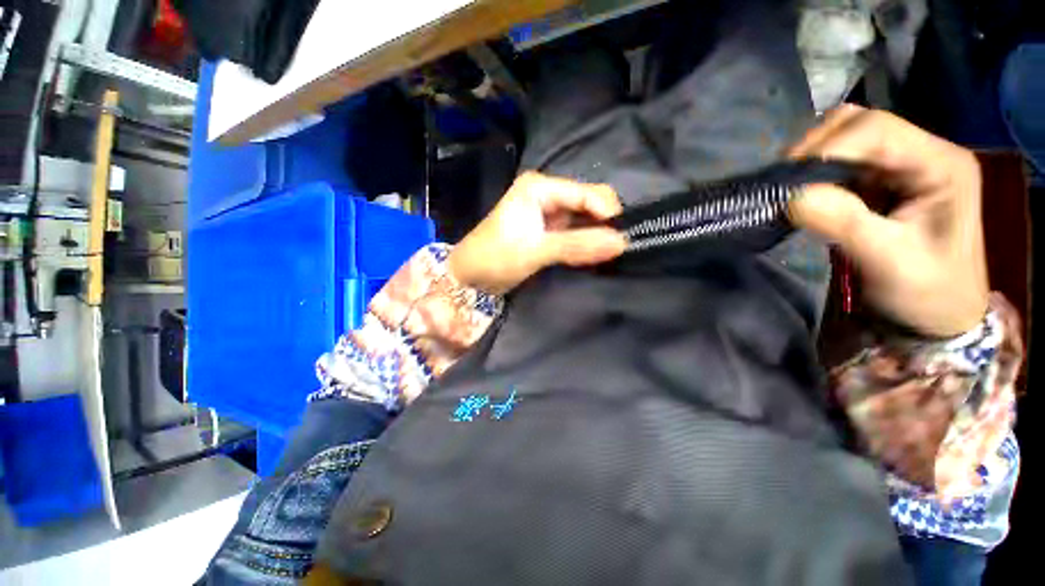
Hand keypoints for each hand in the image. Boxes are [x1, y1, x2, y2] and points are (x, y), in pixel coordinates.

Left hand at [448, 172, 626, 293]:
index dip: (607, 213)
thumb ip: (578, 245)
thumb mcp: (536, 250)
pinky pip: (574, 231)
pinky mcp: (547, 230)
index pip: (585, 193)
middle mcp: (545, 194)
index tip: (623, 238)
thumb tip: (622, 243)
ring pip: (583, 218)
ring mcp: (546, 212)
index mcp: (540, 187)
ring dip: (595, 234)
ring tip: (605, 253)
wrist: (469, 277)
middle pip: (587, 202)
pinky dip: (584, 242)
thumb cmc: (496, 257)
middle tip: (613, 249)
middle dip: (603, 223)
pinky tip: (591, 254)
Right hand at [788, 105, 988, 336]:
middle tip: (785, 182)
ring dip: (812, 158)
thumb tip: (791, 197)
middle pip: (859, 123)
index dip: (828, 149)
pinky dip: (813, 171)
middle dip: (815, 147)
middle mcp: (923, 151)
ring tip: (791, 187)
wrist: (938, 313)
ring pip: (845, 136)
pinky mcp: (881, 179)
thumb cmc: (927, 292)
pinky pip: (839, 160)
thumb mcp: (890, 262)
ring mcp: (902, 163)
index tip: (789, 182)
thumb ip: (844, 223)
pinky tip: (803, 191)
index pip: (877, 130)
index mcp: (941, 164)